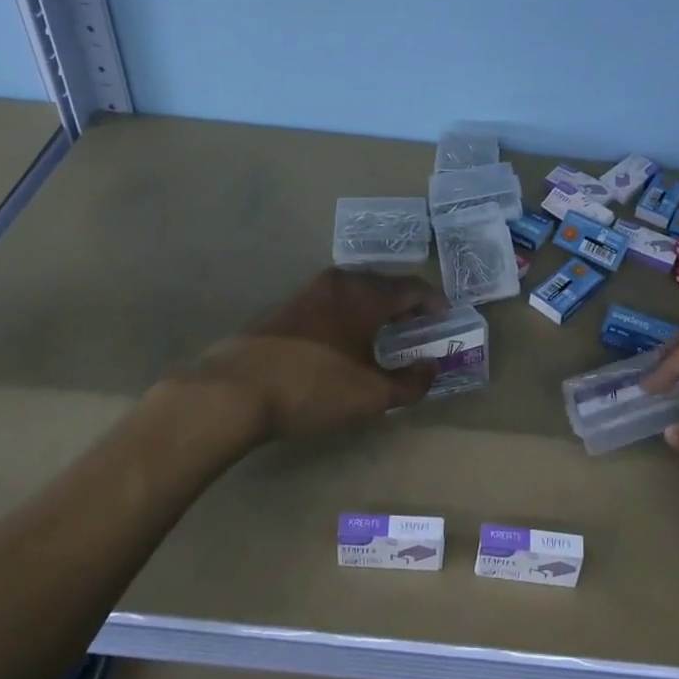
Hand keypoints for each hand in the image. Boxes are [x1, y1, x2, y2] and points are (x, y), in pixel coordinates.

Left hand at [185, 269, 449, 440]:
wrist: (234, 391)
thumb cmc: (313, 387)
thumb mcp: (372, 395)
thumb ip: (412, 383)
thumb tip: (431, 368)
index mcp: (365, 295)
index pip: (412, 288)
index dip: (434, 302)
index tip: (445, 317)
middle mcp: (338, 282)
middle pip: (383, 284)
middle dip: (405, 304)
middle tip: (417, 326)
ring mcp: (306, 292)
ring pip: (354, 292)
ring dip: (374, 308)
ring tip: (383, 333)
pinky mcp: (283, 308)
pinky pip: (330, 302)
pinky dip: (348, 314)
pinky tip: (344, 340)